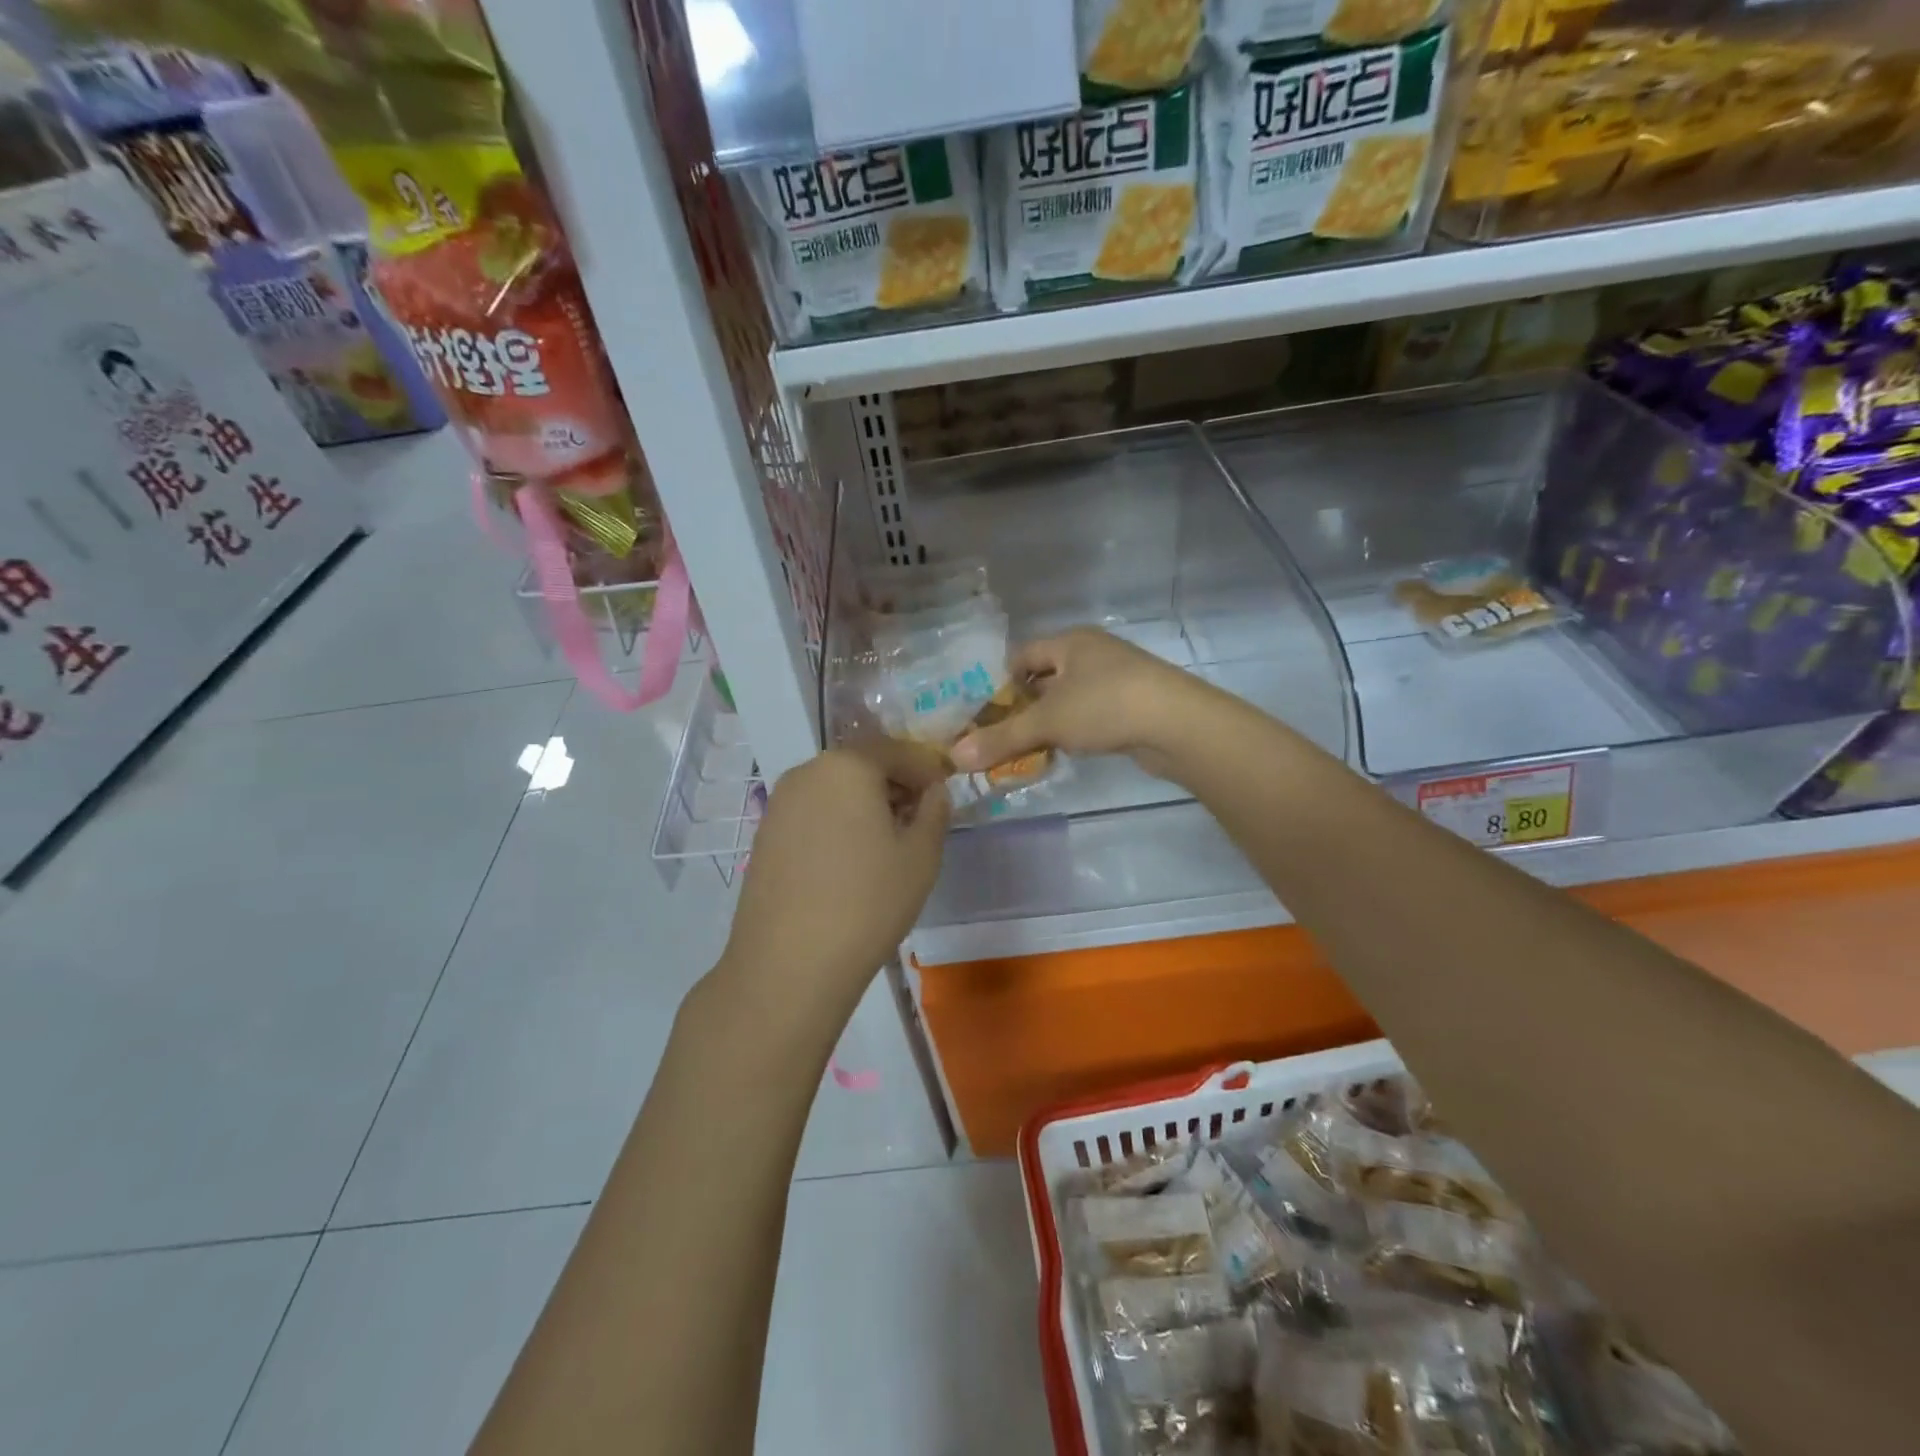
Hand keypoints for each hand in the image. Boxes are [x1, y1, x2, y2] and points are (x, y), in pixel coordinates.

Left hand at [718, 738, 949, 1010]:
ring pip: (835, 789)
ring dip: (864, 804)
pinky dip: (836, 823)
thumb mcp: (921, 855)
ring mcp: (779, 803)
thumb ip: (935, 811)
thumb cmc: (868, 902)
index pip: (898, 750)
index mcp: (848, 765)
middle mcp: (807, 772)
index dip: (927, 770)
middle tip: (918, 821)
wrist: (789, 964)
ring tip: (885, 846)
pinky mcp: (765, 835)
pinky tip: (848, 862)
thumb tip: (933, 792)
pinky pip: (812, 814)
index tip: (944, 796)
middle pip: (862, 766)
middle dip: (894, 785)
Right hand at [949, 628, 1218, 778]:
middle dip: (1024, 708)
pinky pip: (1092, 715)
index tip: (987, 715)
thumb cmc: (1105, 706)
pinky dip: (1075, 731)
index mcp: (1071, 642)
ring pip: (1069, 699)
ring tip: (1031, 750)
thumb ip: (1001, 739)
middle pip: (1045, 678)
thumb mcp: (1047, 722)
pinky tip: (1068, 752)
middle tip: (1003, 737)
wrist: (1178, 724)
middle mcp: (1093, 654)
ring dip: (1050, 723)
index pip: (1023, 655)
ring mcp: (1117, 679)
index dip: (1001, 683)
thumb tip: (954, 757)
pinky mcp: (1134, 705)